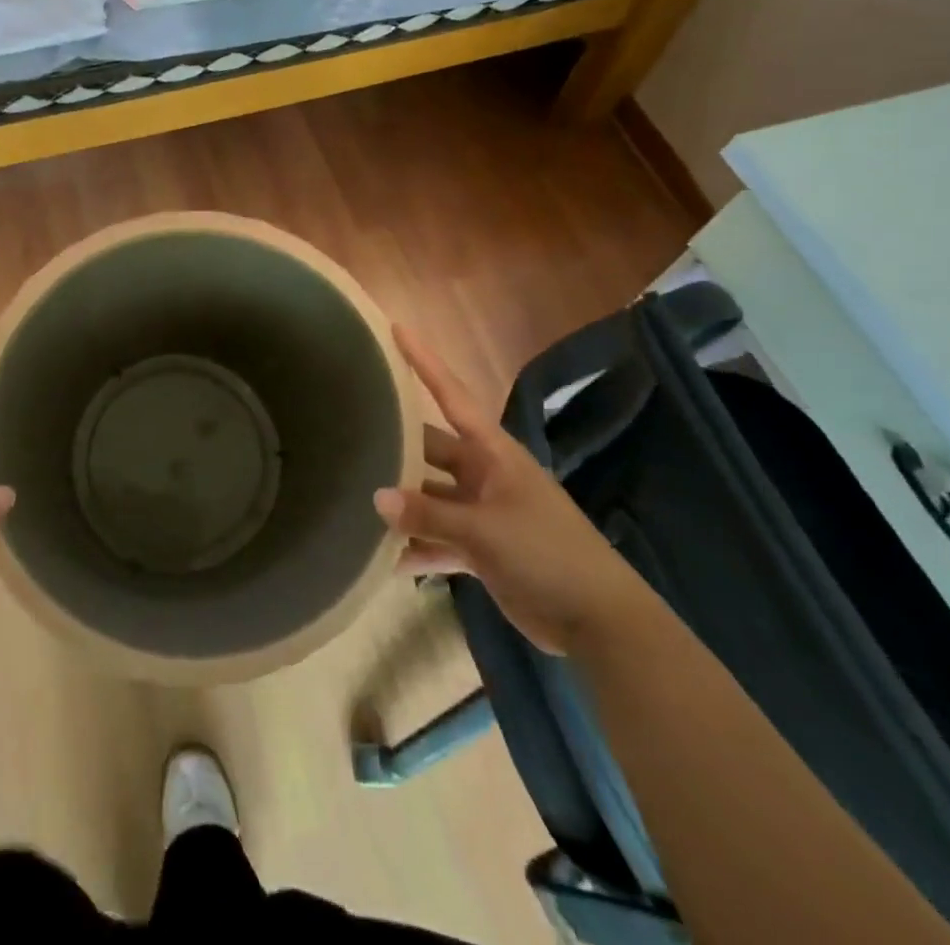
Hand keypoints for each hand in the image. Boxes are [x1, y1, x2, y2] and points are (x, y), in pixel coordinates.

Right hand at [375, 327, 654, 656]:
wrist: (600, 621)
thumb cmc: (547, 554)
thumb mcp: (485, 531)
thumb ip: (429, 514)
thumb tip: (376, 497)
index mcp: (492, 453)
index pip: (451, 395)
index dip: (424, 362)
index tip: (396, 329)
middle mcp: (484, 474)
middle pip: (430, 450)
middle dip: (396, 446)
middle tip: (349, 433)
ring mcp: (483, 512)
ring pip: (431, 497)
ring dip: (403, 504)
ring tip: (355, 501)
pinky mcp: (483, 549)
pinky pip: (440, 539)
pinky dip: (417, 547)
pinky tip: (383, 559)